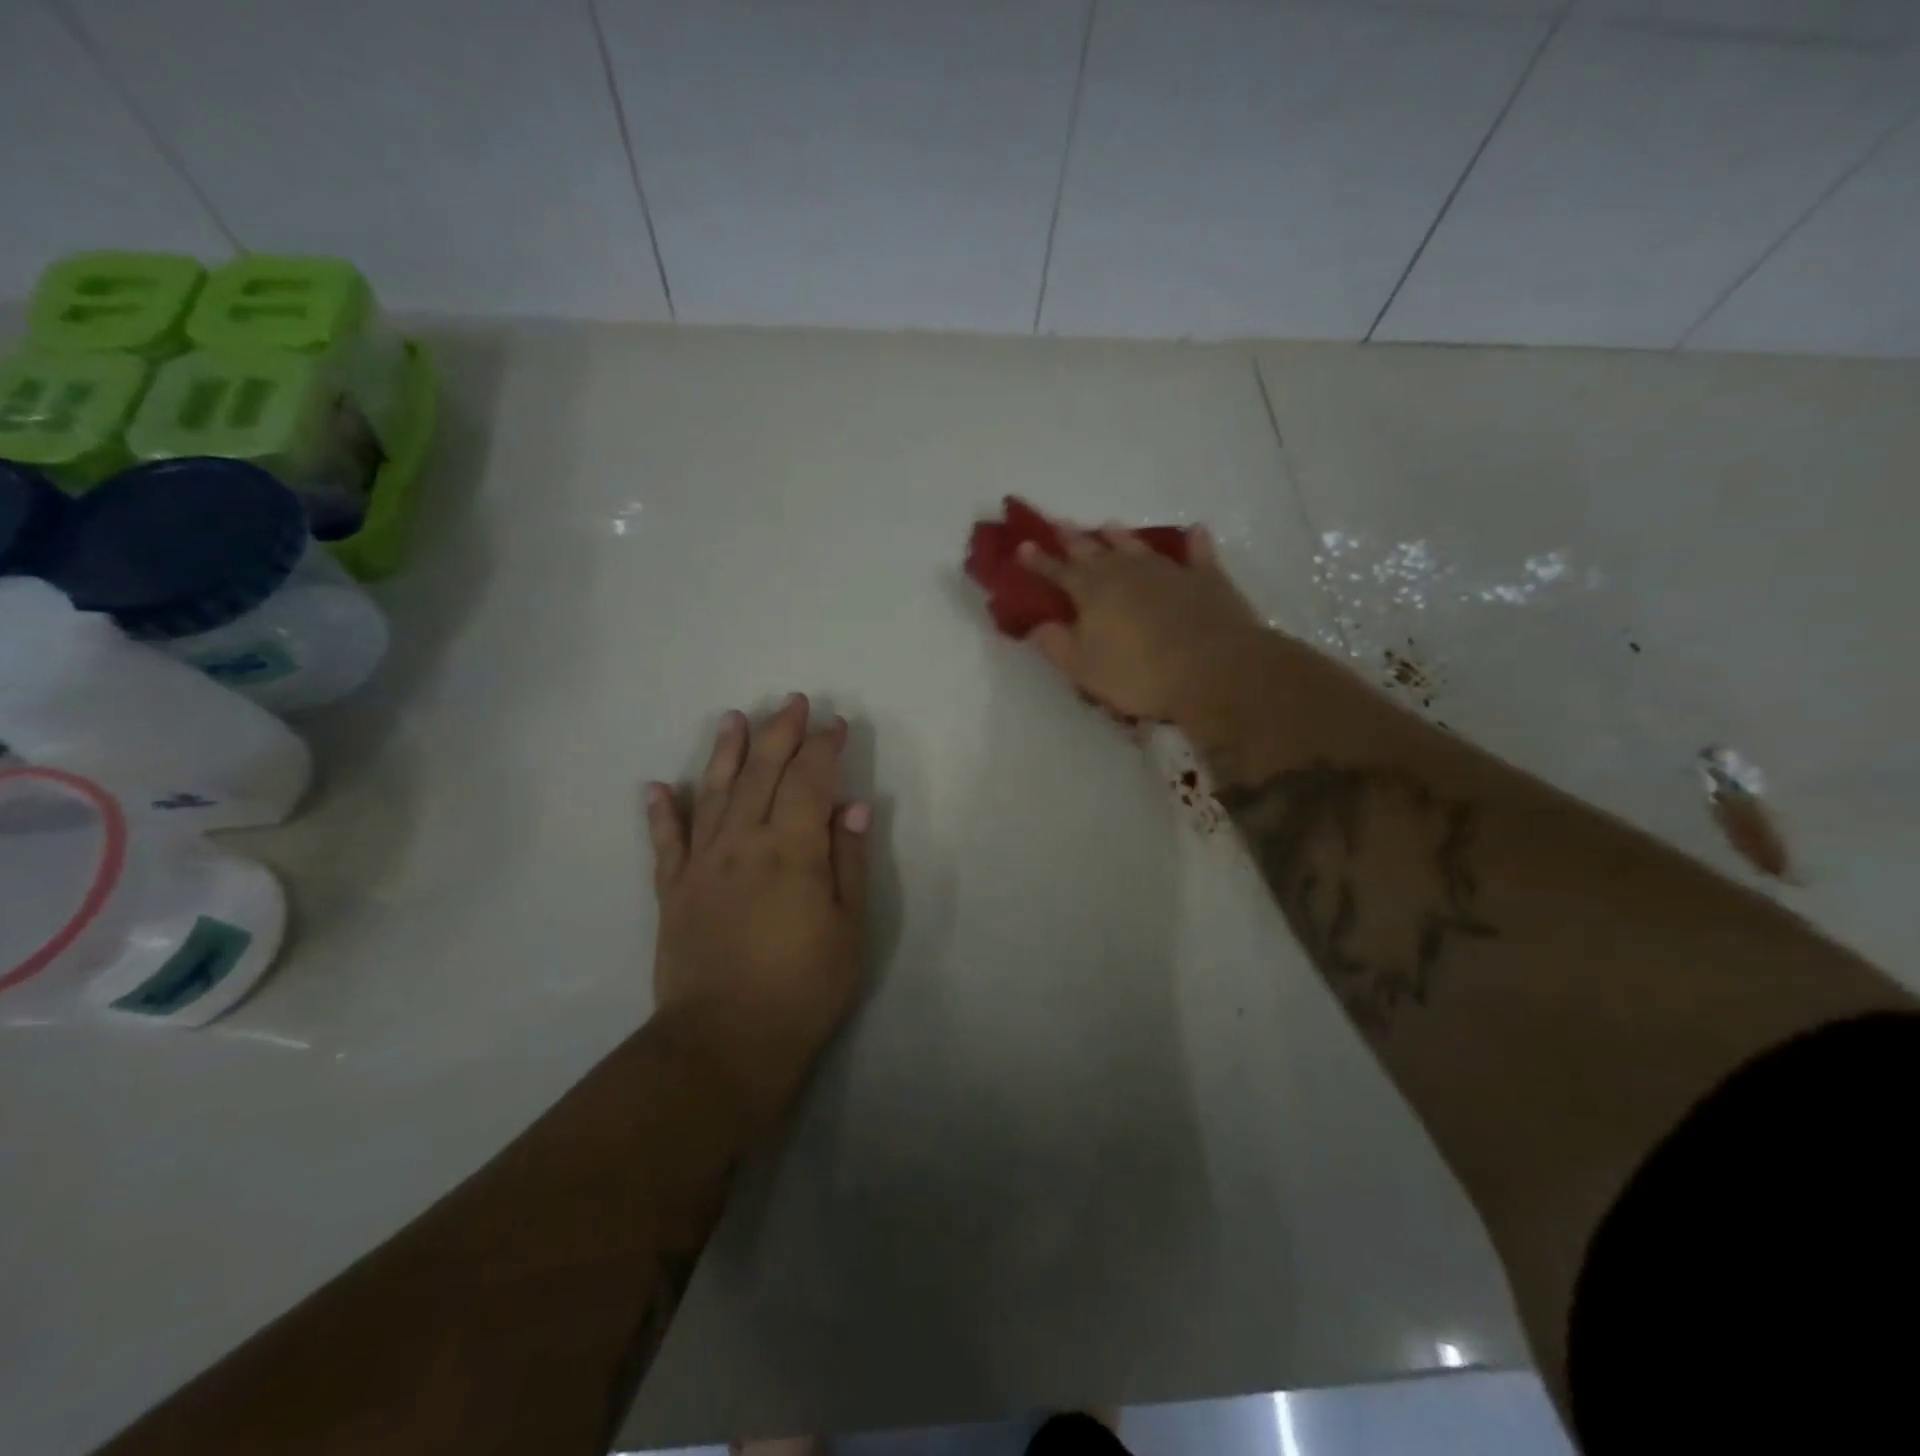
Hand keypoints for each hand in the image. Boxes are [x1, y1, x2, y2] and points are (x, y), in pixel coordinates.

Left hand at [645, 695, 869, 1130]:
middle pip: (762, 774)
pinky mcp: (673, 891)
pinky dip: (662, 812)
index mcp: (792, 851)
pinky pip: (666, 842)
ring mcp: (702, 865)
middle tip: (793, 702)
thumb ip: (848, 861)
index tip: (836, 724)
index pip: (810, 781)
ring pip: (713, 794)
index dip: (824, 747)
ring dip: (724, 752)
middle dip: (780, 733)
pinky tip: (657, 787)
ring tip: (733, 719)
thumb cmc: (803, 989)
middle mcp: (743, 844)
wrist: (725, 1043)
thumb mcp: (848, 929)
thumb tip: (853, 805)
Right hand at [1018, 523, 1270, 730]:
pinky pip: (1198, 554)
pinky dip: (1194, 544)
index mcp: (1093, 591)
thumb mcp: (1084, 668)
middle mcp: (1127, 571)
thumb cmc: (1140, 674)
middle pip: (1094, 550)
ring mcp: (1169, 571)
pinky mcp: (1206, 579)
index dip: (1039, 561)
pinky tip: (1195, 532)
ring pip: (1138, 546)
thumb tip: (1038, 625)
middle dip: (1074, 539)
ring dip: (1121, 537)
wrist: (1214, 668)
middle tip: (1060, 524)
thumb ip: (1057, 645)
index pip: (1058, 571)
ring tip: (1109, 526)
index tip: (1022, 547)